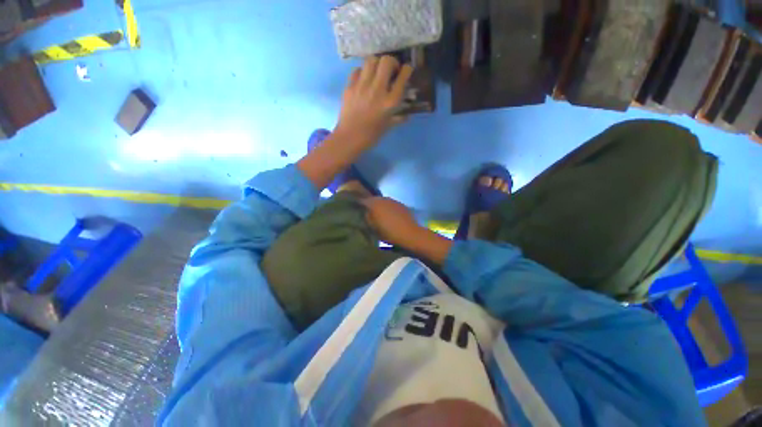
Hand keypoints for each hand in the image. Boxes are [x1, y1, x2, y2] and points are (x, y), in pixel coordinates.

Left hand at [336, 56, 413, 144]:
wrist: (349, 138)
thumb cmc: (371, 135)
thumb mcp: (388, 127)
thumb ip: (399, 118)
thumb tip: (407, 115)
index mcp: (390, 102)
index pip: (403, 76)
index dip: (407, 69)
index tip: (406, 70)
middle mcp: (377, 90)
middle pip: (386, 61)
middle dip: (392, 62)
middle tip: (391, 70)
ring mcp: (362, 86)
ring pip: (371, 60)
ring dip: (377, 64)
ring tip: (377, 72)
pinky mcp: (350, 86)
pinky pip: (358, 70)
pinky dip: (363, 72)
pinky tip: (364, 80)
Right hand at [362, 197, 420, 246]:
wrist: (409, 233)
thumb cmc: (388, 233)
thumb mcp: (373, 228)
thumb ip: (367, 217)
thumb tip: (365, 212)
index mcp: (374, 204)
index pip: (362, 200)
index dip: (358, 204)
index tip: (355, 208)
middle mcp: (383, 199)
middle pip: (373, 199)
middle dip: (369, 204)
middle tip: (367, 211)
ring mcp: (393, 201)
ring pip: (382, 201)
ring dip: (379, 205)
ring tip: (378, 213)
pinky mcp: (401, 204)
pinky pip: (390, 204)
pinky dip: (388, 208)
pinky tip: (389, 215)